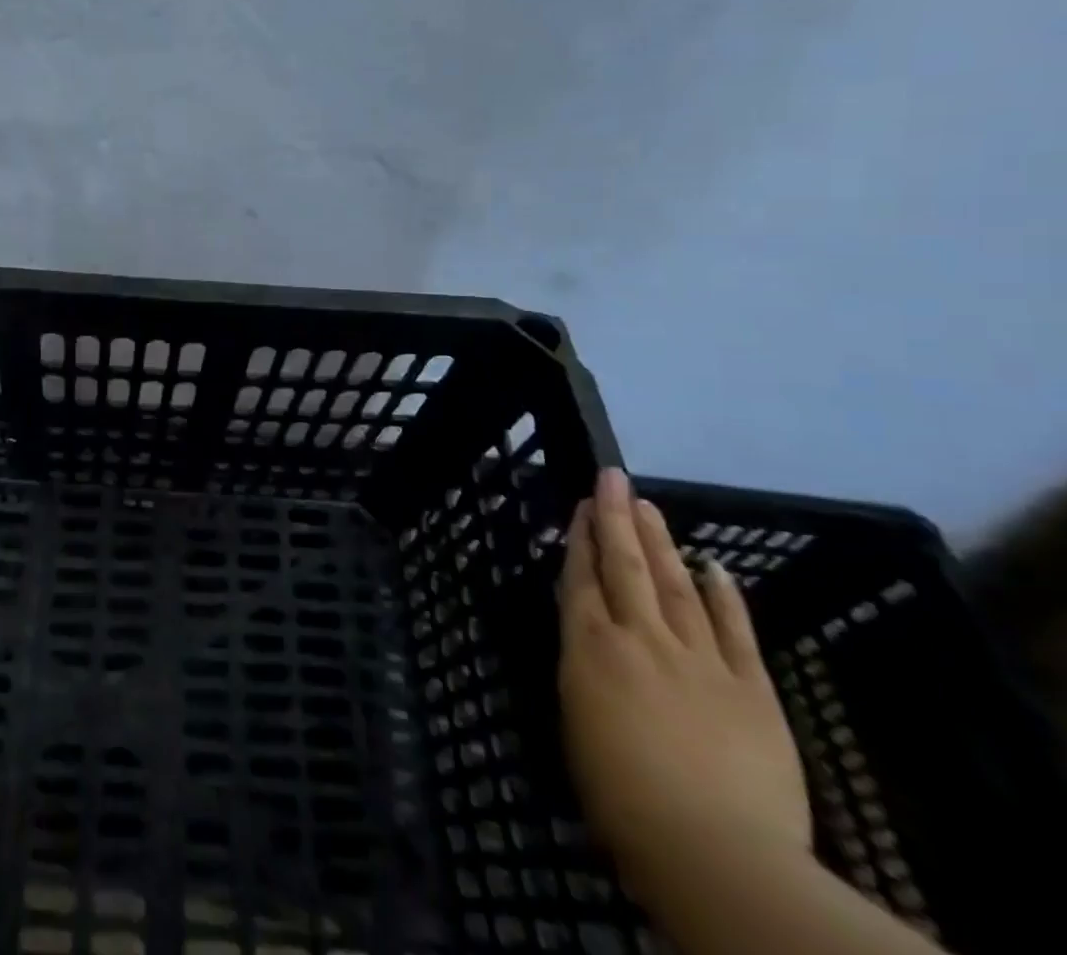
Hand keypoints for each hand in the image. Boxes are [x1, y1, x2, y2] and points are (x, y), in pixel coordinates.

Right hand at [558, 467, 811, 908]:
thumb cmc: (622, 796)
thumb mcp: (577, 722)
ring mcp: (701, 660)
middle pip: (627, 566)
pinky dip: (725, 597)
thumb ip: (585, 672)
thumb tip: (593, 644)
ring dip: (661, 542)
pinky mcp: (752, 690)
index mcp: (591, 648)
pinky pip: (736, 632)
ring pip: (676, 585)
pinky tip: (715, 568)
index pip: (581, 579)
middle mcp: (641, 639)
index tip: (581, 504)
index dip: (580, 538)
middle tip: (613, 478)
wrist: (715, 851)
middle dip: (616, 518)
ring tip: (649, 506)